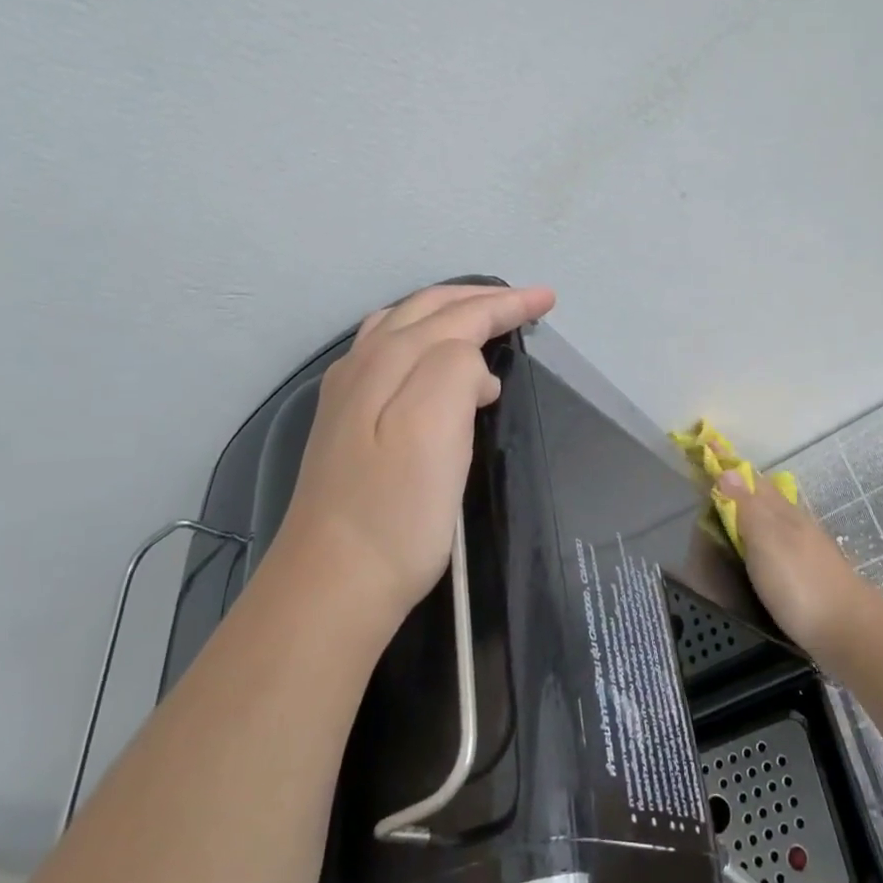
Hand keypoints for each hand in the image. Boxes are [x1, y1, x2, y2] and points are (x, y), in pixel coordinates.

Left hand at [276, 283, 556, 638]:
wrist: (333, 582)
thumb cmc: (397, 511)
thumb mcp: (434, 429)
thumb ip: (454, 370)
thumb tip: (473, 369)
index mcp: (391, 361)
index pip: (458, 315)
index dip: (505, 304)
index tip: (548, 299)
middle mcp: (364, 365)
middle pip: (427, 310)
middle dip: (480, 300)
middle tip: (526, 302)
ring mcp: (349, 394)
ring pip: (402, 327)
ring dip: (449, 314)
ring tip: (486, 321)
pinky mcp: (346, 424)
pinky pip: (388, 354)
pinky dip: (424, 341)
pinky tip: (436, 365)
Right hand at [713, 464, 882, 662]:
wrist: (848, 631)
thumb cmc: (800, 583)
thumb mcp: (766, 540)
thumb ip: (746, 507)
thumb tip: (726, 470)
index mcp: (783, 512)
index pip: (751, 479)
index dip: (728, 464)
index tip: (705, 443)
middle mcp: (795, 524)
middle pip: (764, 496)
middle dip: (739, 484)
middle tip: (711, 478)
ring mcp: (805, 549)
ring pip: (774, 518)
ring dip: (751, 509)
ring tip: (729, 510)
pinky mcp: (808, 576)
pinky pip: (777, 543)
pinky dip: (761, 536)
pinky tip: (757, 550)